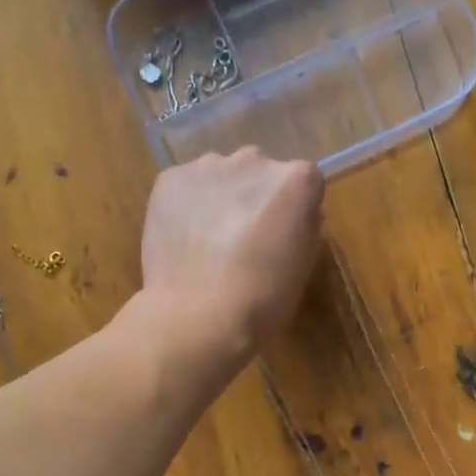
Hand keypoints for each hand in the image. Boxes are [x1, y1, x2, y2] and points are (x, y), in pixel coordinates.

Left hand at [139, 148, 325, 359]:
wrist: (198, 316)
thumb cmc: (263, 298)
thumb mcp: (303, 264)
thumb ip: (304, 227)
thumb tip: (296, 215)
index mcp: (298, 179)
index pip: (305, 182)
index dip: (295, 209)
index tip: (284, 235)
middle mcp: (255, 159)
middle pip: (261, 171)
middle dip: (256, 196)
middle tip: (246, 237)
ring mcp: (208, 166)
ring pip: (221, 175)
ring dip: (221, 196)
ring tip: (210, 240)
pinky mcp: (170, 178)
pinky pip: (187, 185)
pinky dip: (188, 204)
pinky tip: (185, 238)